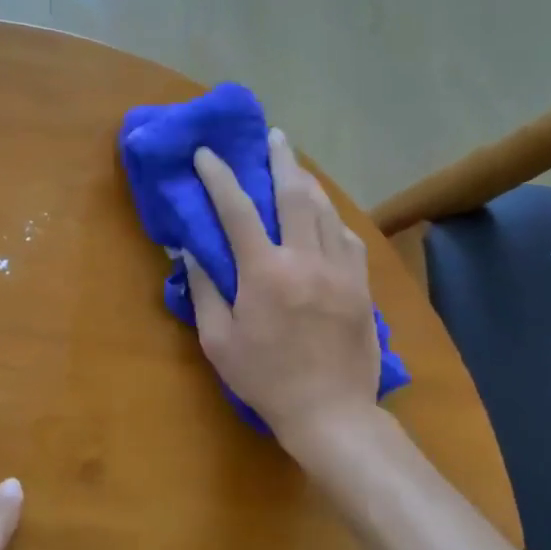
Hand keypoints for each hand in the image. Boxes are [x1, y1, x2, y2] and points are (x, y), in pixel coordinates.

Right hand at [184, 128, 382, 450]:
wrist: (330, 412)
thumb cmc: (264, 379)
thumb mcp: (218, 340)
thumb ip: (204, 290)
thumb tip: (190, 251)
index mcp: (264, 273)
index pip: (237, 210)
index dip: (219, 177)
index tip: (207, 154)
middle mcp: (305, 259)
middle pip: (294, 195)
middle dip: (280, 160)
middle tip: (272, 136)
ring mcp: (339, 270)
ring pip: (325, 210)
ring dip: (308, 182)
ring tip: (296, 165)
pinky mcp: (360, 285)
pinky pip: (347, 236)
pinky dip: (331, 217)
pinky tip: (324, 214)